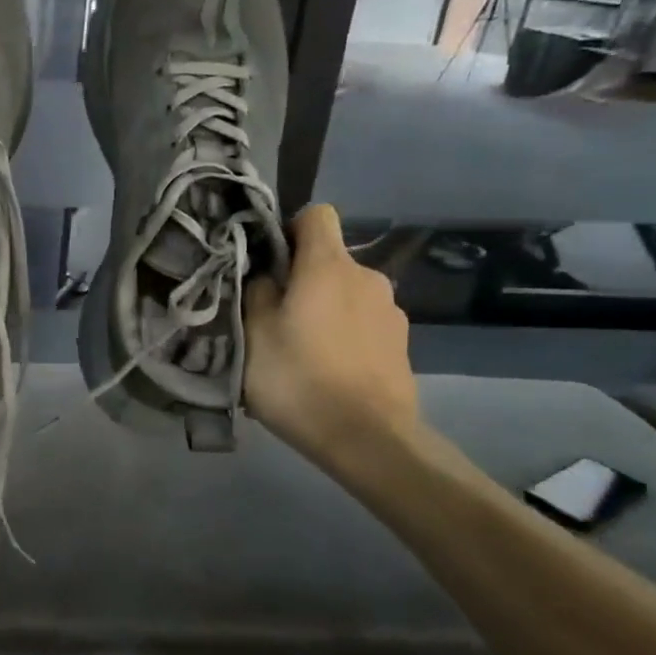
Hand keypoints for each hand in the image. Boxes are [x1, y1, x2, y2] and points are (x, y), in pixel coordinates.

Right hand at [244, 203, 419, 470]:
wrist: (368, 439)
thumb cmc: (299, 379)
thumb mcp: (253, 333)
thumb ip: (257, 292)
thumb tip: (267, 275)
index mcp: (329, 266)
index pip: (316, 215)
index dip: (289, 229)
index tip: (268, 262)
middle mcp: (367, 278)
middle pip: (329, 260)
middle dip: (302, 279)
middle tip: (273, 318)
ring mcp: (391, 312)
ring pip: (346, 295)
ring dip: (324, 310)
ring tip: (300, 351)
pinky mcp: (401, 344)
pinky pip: (363, 325)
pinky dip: (344, 336)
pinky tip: (328, 371)